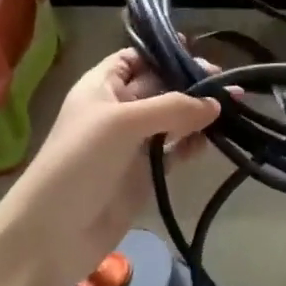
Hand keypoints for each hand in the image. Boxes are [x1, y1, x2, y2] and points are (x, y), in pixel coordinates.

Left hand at [0, 49, 220, 285]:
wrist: (51, 235)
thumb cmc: (79, 162)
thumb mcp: (122, 124)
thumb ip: (172, 108)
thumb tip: (216, 104)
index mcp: (102, 86)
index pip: (135, 58)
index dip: (163, 52)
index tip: (198, 50)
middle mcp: (118, 109)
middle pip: (161, 85)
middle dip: (191, 81)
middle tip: (229, 84)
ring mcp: (133, 143)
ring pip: (173, 118)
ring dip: (199, 113)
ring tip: (234, 108)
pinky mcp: (145, 173)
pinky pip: (176, 150)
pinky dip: (193, 143)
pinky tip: (213, 140)